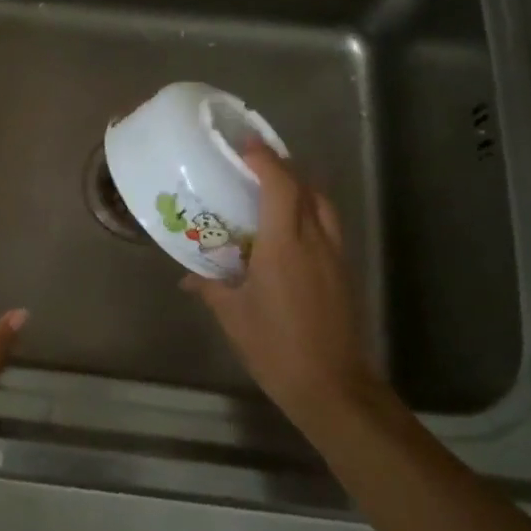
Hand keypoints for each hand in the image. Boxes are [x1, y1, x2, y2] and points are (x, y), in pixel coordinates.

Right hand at [183, 144, 379, 444]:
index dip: (264, 159)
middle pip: (306, 188)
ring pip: (322, 206)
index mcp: (284, 245)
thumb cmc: (275, 346)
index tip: (245, 145)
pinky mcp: (343, 273)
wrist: (331, 385)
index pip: (280, 186)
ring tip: (275, 191)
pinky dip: (310, 213)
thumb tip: (187, 277)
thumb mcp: (233, 315)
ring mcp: (334, 256)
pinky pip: (328, 227)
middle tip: (255, 164)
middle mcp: (314, 241)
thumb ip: (210, 287)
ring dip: (301, 189)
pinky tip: (290, 231)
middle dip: (282, 168)